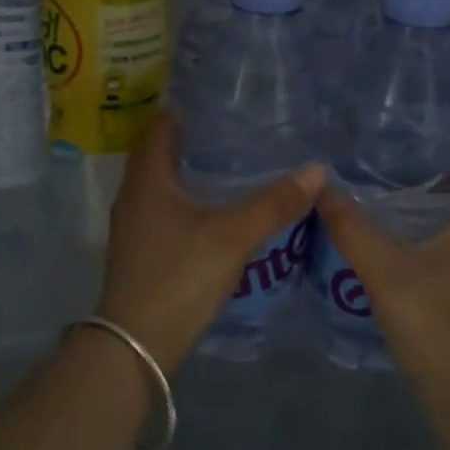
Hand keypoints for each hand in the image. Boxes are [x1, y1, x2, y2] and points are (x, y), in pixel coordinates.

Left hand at [97, 115, 322, 372]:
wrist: (136, 348)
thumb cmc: (178, 277)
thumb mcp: (232, 236)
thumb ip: (273, 204)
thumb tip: (316, 170)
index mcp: (148, 181)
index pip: (159, 129)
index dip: (182, 111)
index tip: (214, 101)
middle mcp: (134, 198)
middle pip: (158, 156)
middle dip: (189, 141)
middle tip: (231, 131)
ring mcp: (134, 229)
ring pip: (162, 187)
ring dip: (188, 173)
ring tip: (228, 166)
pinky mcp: (142, 254)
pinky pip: (165, 212)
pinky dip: (187, 202)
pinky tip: (214, 212)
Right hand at [315, 158, 449, 392]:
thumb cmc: (432, 322)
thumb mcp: (383, 271)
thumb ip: (351, 228)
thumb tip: (322, 187)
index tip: (411, 134)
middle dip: (428, 174)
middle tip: (383, 161)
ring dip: (426, 207)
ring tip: (381, 194)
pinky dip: (428, 235)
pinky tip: (393, 241)